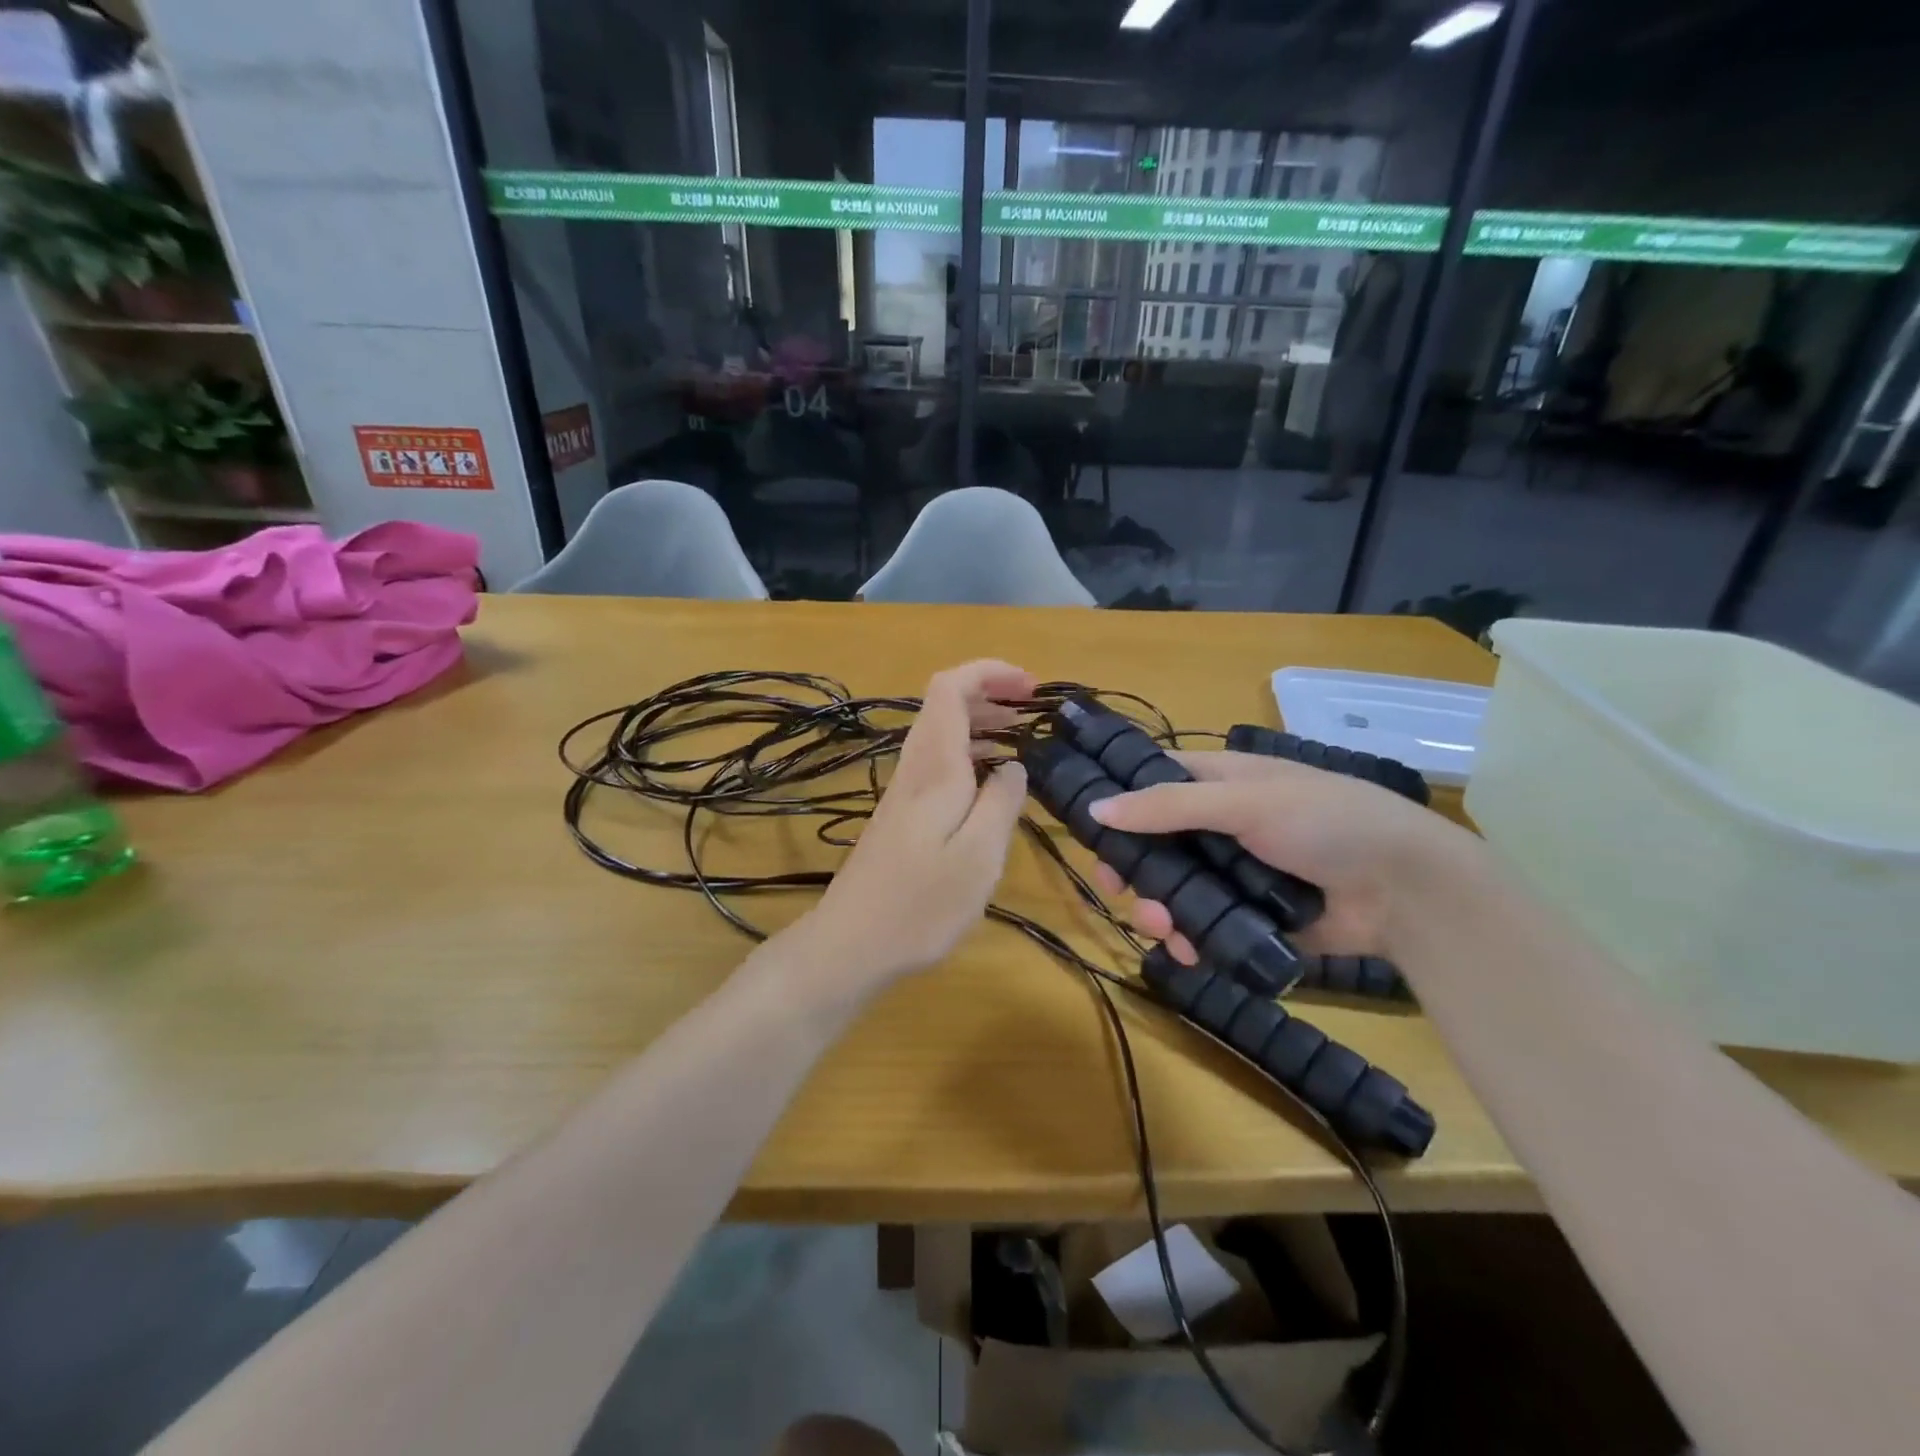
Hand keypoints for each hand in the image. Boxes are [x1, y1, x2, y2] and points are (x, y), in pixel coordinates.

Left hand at [798, 660, 1034, 987]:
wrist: (851, 944)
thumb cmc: (920, 904)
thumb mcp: (979, 855)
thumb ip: (1001, 801)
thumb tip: (1014, 764)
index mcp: (934, 767)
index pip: (950, 688)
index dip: (989, 672)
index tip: (1031, 688)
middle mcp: (915, 769)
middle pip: (945, 704)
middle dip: (991, 693)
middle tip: (1034, 711)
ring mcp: (904, 792)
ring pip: (942, 733)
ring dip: (982, 724)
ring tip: (1021, 738)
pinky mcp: (901, 816)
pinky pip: (939, 763)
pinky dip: (970, 755)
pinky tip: (990, 784)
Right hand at [1087, 750, 1474, 963]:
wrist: (1405, 889)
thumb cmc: (1325, 821)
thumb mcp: (1245, 801)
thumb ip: (1169, 806)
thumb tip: (1096, 809)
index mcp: (1220, 782)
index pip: (1155, 783)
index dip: (1120, 801)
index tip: (1088, 828)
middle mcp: (1221, 824)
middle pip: (1156, 843)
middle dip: (1132, 867)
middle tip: (1115, 888)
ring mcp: (1235, 873)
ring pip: (1175, 889)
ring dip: (1157, 908)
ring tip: (1160, 927)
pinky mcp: (1249, 917)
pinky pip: (1204, 927)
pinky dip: (1189, 940)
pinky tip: (1186, 951)